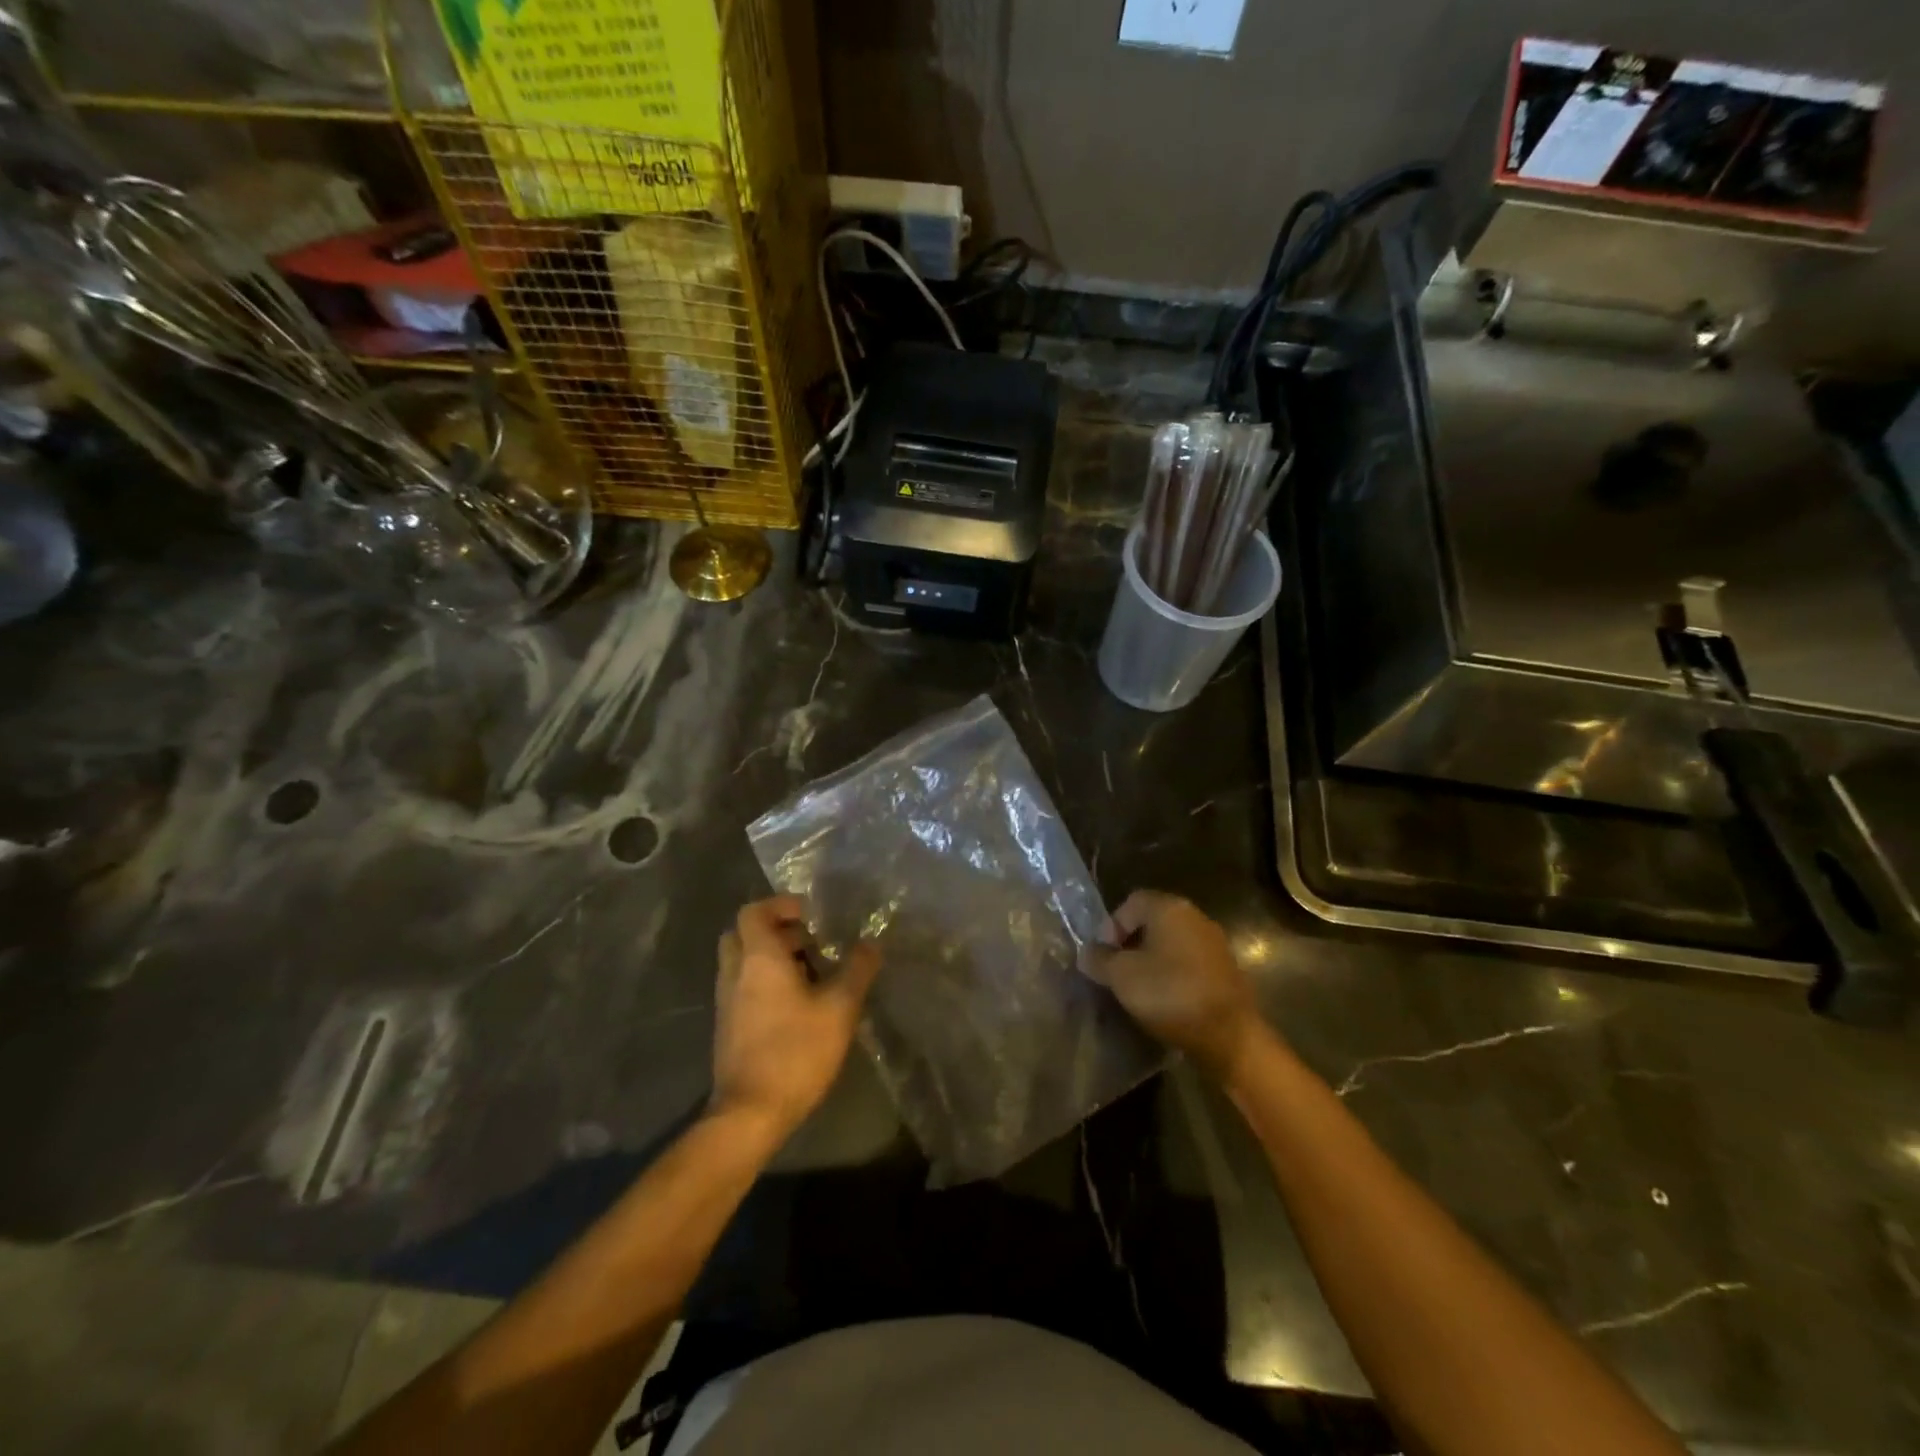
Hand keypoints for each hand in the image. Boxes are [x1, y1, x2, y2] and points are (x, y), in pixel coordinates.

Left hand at [711, 896, 880, 1142]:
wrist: (750, 1113)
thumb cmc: (795, 1051)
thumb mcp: (839, 1008)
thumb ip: (857, 970)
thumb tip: (871, 944)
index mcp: (758, 958)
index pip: (753, 911)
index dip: (780, 905)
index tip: (810, 915)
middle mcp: (735, 972)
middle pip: (743, 933)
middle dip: (776, 931)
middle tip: (810, 942)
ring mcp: (726, 1001)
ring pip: (743, 961)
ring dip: (772, 958)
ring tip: (812, 974)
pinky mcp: (728, 1026)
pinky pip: (743, 986)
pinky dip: (765, 982)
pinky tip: (798, 1005)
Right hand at [1084, 890, 1266, 1083]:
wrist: (1229, 1036)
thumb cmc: (1170, 994)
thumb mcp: (1122, 977)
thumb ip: (1099, 959)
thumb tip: (1087, 952)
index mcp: (1170, 908)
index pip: (1131, 902)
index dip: (1111, 926)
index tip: (1104, 956)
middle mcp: (1195, 916)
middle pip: (1153, 921)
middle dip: (1131, 943)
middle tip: (1117, 971)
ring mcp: (1214, 943)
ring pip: (1171, 942)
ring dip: (1152, 959)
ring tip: (1138, 988)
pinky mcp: (1225, 969)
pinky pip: (1189, 961)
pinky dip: (1173, 973)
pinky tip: (1165, 998)